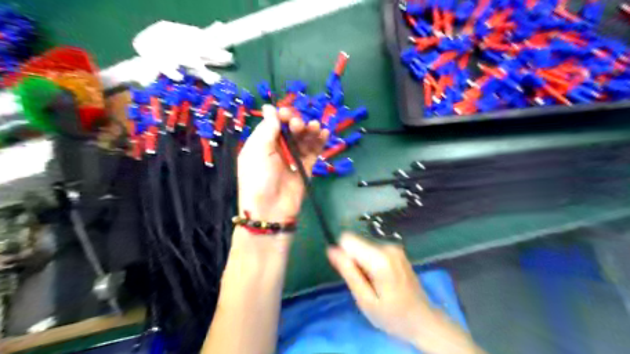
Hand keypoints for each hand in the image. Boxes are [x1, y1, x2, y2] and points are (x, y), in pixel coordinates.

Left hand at [237, 105, 330, 223]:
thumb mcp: (258, 150)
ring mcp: (293, 158)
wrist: (270, 209)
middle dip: (296, 123)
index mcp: (262, 143)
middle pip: (291, 129)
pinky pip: (314, 151)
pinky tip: (324, 132)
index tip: (287, 114)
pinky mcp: (306, 167)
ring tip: (314, 127)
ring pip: (304, 138)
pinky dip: (320, 141)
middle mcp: (278, 148)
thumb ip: (268, 128)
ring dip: (310, 129)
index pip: (275, 123)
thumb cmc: (259, 177)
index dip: (282, 116)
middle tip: (298, 125)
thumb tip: (269, 106)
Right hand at [327, 233, 482, 352]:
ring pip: (364, 247)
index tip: (351, 274)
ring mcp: (394, 247)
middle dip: (354, 261)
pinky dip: (372, 263)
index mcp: (380, 259)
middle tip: (365, 284)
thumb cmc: (392, 316)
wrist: (423, 320)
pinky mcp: (397, 250)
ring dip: (363, 263)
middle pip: (356, 243)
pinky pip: (373, 250)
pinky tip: (382, 279)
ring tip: (374, 284)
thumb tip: (331, 249)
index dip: (343, 256)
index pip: (347, 240)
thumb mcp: (365, 300)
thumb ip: (348, 272)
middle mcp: (388, 246)